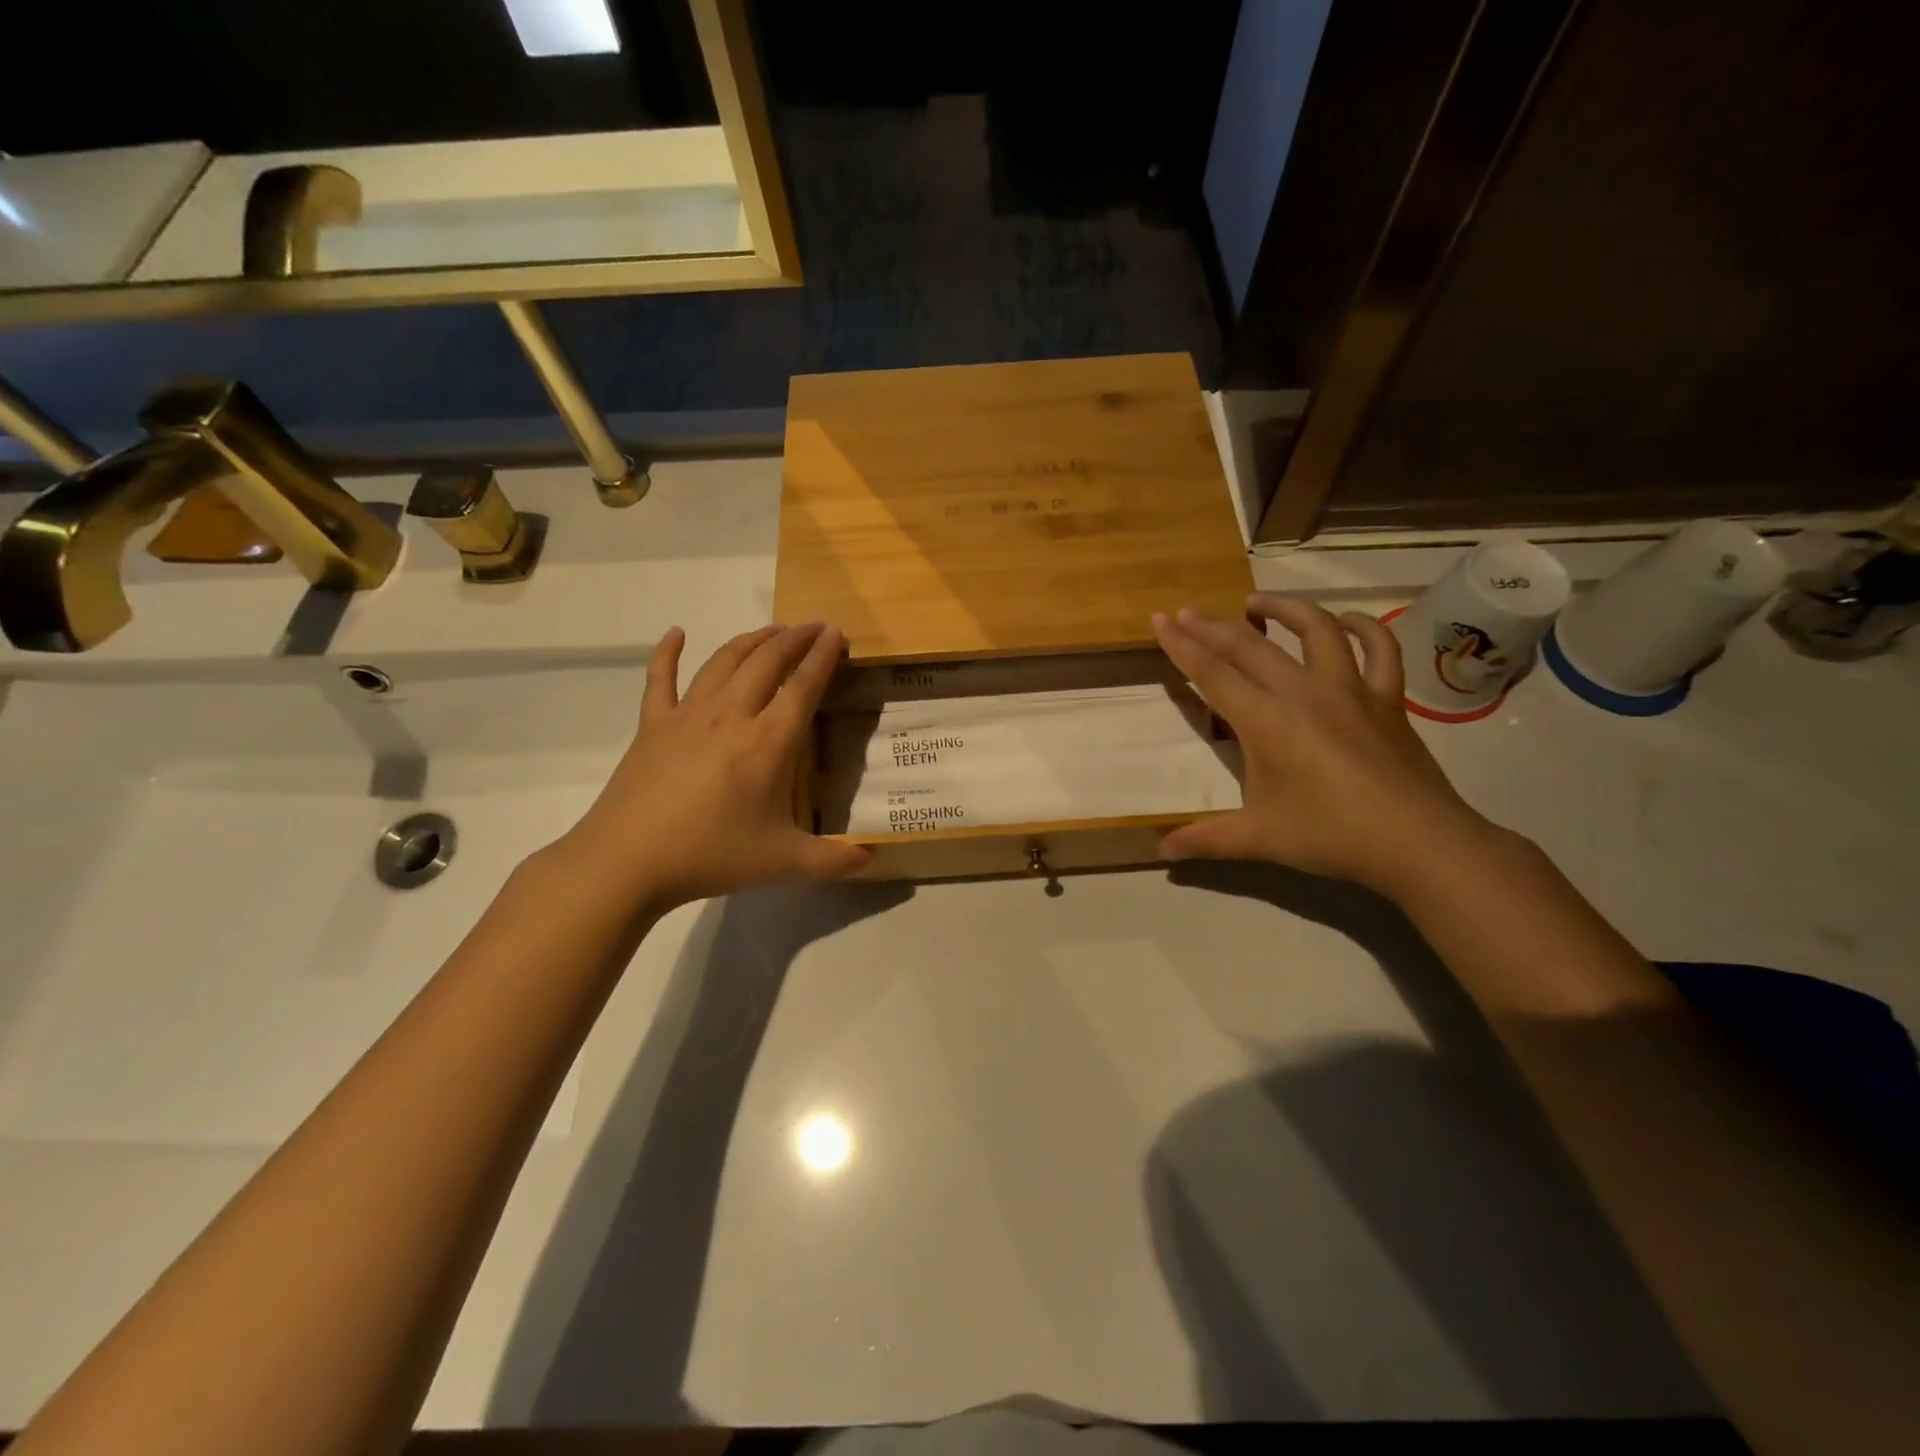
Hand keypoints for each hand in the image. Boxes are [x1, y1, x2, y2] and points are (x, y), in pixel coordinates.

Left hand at [549, 622, 867, 910]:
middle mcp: (731, 715)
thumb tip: (872, 858)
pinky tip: (677, 633)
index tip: (836, 634)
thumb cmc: (711, 856)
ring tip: (772, 631)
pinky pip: (661, 677)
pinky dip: (669, 651)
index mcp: (768, 742)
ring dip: (752, 639)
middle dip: (794, 638)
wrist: (627, 861)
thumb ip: (833, 860)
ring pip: (724, 660)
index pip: (803, 686)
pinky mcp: (653, 724)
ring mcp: (687, 714)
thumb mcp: (782, 863)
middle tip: (813, 627)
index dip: (823, 656)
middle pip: (767, 660)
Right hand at [1152, 595, 1498, 898]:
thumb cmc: (1330, 835)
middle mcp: (1303, 692)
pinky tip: (1345, 621)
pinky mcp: (1387, 698)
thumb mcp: (1258, 838)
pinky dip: (1362, 627)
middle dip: (1212, 626)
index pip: (1212, 673)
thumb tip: (1161, 851)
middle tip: (1186, 611)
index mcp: (1265, 721)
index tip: (1159, 619)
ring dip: (1284, 609)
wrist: (1419, 842)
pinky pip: (1379, 648)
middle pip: (1250, 646)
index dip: (1181, 645)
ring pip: (1315, 629)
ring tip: (1258, 602)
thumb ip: (1205, 838)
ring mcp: (1350, 689)